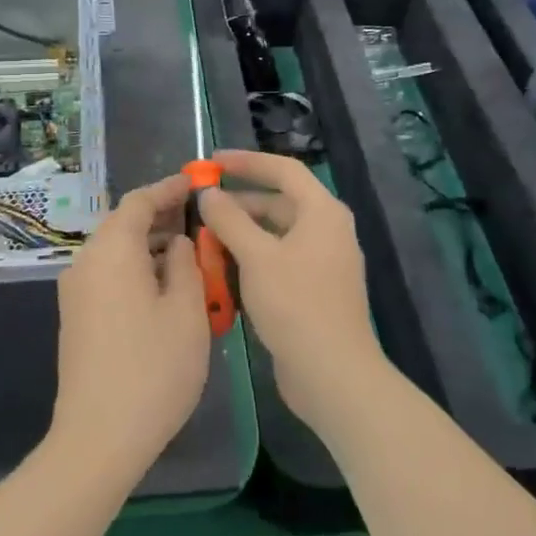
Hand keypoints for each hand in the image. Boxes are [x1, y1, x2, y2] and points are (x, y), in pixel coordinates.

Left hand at [50, 173, 210, 483]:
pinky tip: (165, 288)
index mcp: (112, 251)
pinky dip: (136, 270)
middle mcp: (86, 262)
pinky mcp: (77, 318)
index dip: (168, 188)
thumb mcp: (186, 311)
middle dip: (161, 218)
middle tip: (199, 220)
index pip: (139, 201)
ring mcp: (76, 292)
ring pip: (116, 252)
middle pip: (123, 224)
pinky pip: (109, 276)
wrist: (98, 437)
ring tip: (190, 254)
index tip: (196, 183)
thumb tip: (176, 243)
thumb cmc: (153, 368)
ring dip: (150, 246)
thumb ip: (184, 264)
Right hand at [198, 149, 386, 435]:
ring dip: (242, 232)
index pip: (284, 170)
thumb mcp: (256, 256)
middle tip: (201, 202)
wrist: (333, 374)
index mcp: (322, 212)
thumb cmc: (296, 304)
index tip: (212, 161)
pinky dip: (252, 257)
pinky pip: (279, 260)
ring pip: (276, 234)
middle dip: (240, 200)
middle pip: (279, 202)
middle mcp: (327, 230)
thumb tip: (208, 193)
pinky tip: (222, 268)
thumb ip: (229, 219)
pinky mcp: (314, 290)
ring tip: (204, 235)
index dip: (247, 162)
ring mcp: (323, 262)